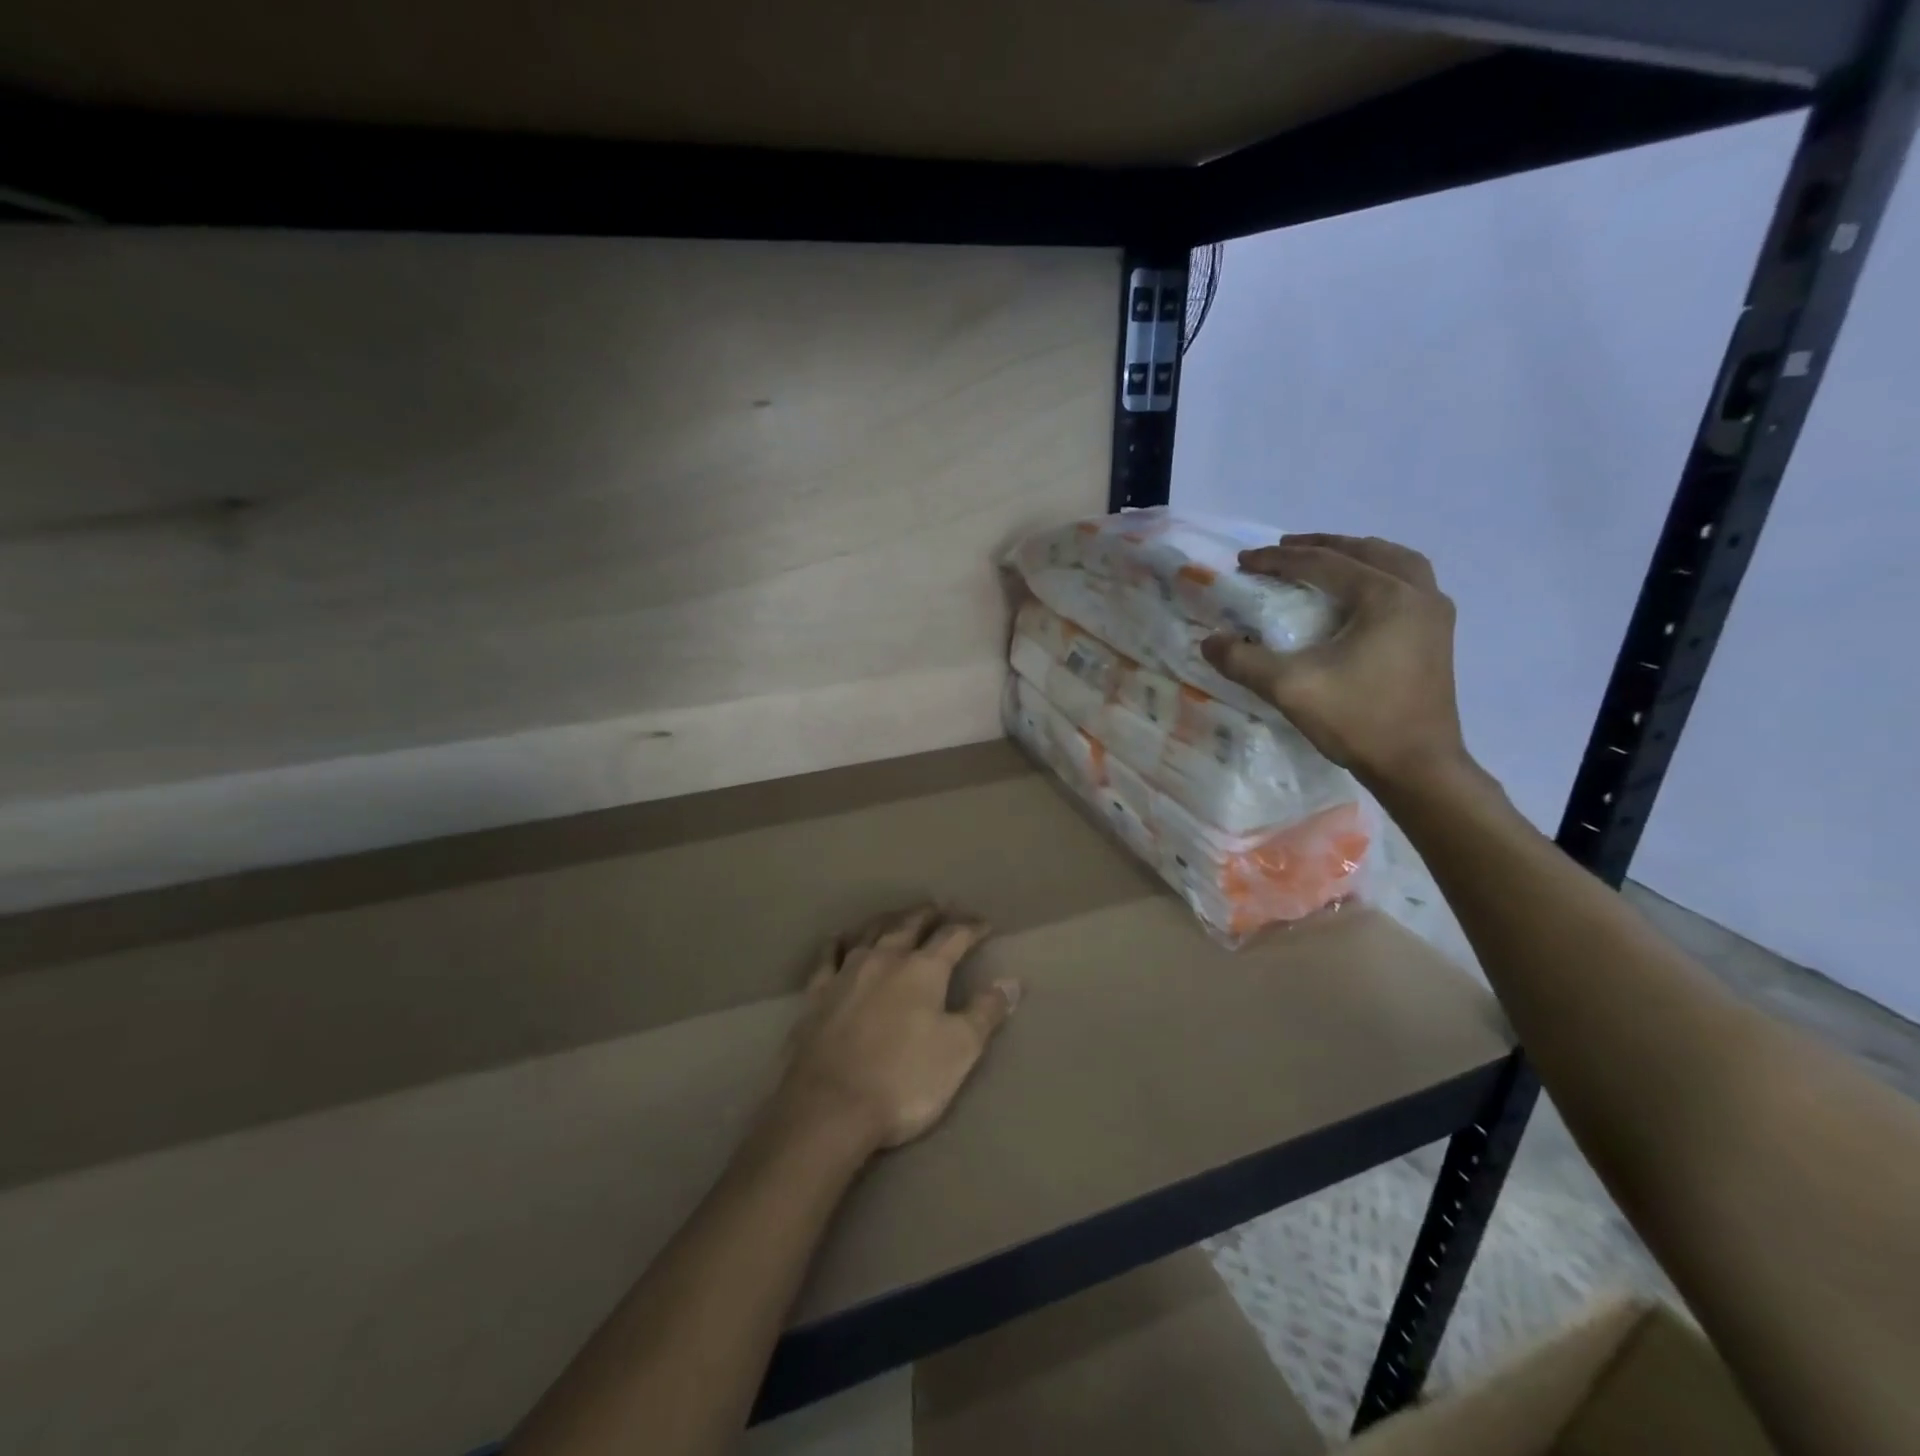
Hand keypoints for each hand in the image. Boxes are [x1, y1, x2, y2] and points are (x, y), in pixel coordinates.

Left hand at [774, 906, 1019, 1153]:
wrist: (829, 1106)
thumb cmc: (904, 1079)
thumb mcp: (960, 1050)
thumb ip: (986, 1012)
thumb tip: (1011, 982)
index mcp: (923, 970)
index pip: (953, 937)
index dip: (971, 928)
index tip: (984, 925)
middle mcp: (885, 959)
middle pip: (909, 925)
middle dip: (928, 915)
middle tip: (939, 908)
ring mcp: (847, 972)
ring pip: (871, 933)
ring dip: (888, 921)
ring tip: (897, 917)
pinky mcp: (817, 993)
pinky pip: (829, 956)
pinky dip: (838, 943)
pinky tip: (839, 939)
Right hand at [1201, 533, 1471, 793]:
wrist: (1418, 767)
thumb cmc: (1358, 720)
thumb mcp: (1289, 688)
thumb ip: (1244, 661)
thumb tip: (1209, 642)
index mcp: (1386, 596)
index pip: (1323, 563)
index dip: (1278, 559)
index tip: (1243, 561)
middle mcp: (1418, 593)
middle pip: (1366, 551)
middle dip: (1321, 546)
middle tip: (1283, 549)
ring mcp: (1435, 615)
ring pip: (1396, 562)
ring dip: (1356, 555)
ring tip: (1325, 561)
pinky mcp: (1438, 637)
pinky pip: (1409, 584)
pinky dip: (1379, 575)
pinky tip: (1359, 594)